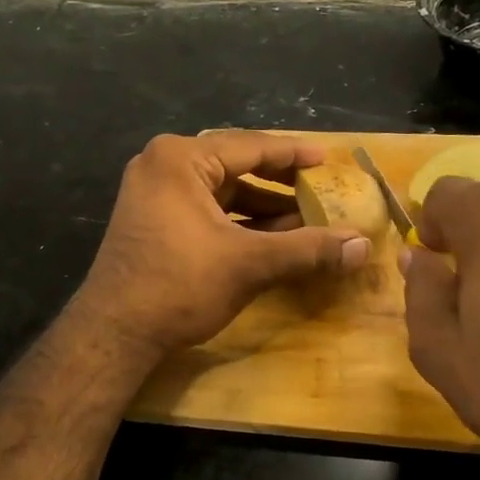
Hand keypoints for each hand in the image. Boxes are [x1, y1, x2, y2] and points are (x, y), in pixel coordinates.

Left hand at [74, 131, 370, 358]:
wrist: (115, 333)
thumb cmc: (180, 285)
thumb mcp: (250, 264)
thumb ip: (308, 249)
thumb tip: (364, 246)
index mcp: (180, 159)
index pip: (250, 146)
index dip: (294, 155)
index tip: (328, 159)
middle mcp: (162, 165)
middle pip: (235, 165)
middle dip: (279, 181)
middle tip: (320, 188)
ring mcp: (153, 192)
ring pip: (221, 190)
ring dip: (262, 206)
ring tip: (305, 218)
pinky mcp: (152, 219)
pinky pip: (205, 208)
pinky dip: (238, 221)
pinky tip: (271, 236)